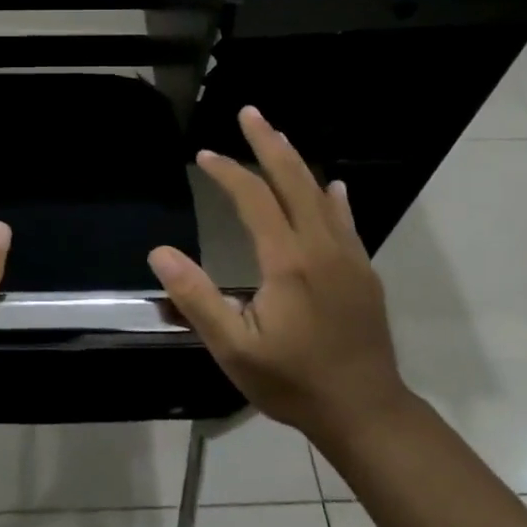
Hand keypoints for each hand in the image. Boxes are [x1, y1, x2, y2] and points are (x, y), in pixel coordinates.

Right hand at [148, 105, 408, 441]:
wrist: (367, 413)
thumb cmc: (293, 381)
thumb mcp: (233, 348)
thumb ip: (196, 298)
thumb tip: (160, 252)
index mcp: (288, 261)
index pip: (254, 198)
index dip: (228, 171)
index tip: (204, 156)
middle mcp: (321, 246)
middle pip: (293, 180)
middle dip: (268, 143)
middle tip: (249, 113)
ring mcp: (349, 257)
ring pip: (321, 194)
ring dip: (296, 162)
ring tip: (278, 136)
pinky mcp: (364, 272)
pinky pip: (346, 221)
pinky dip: (333, 197)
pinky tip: (333, 187)